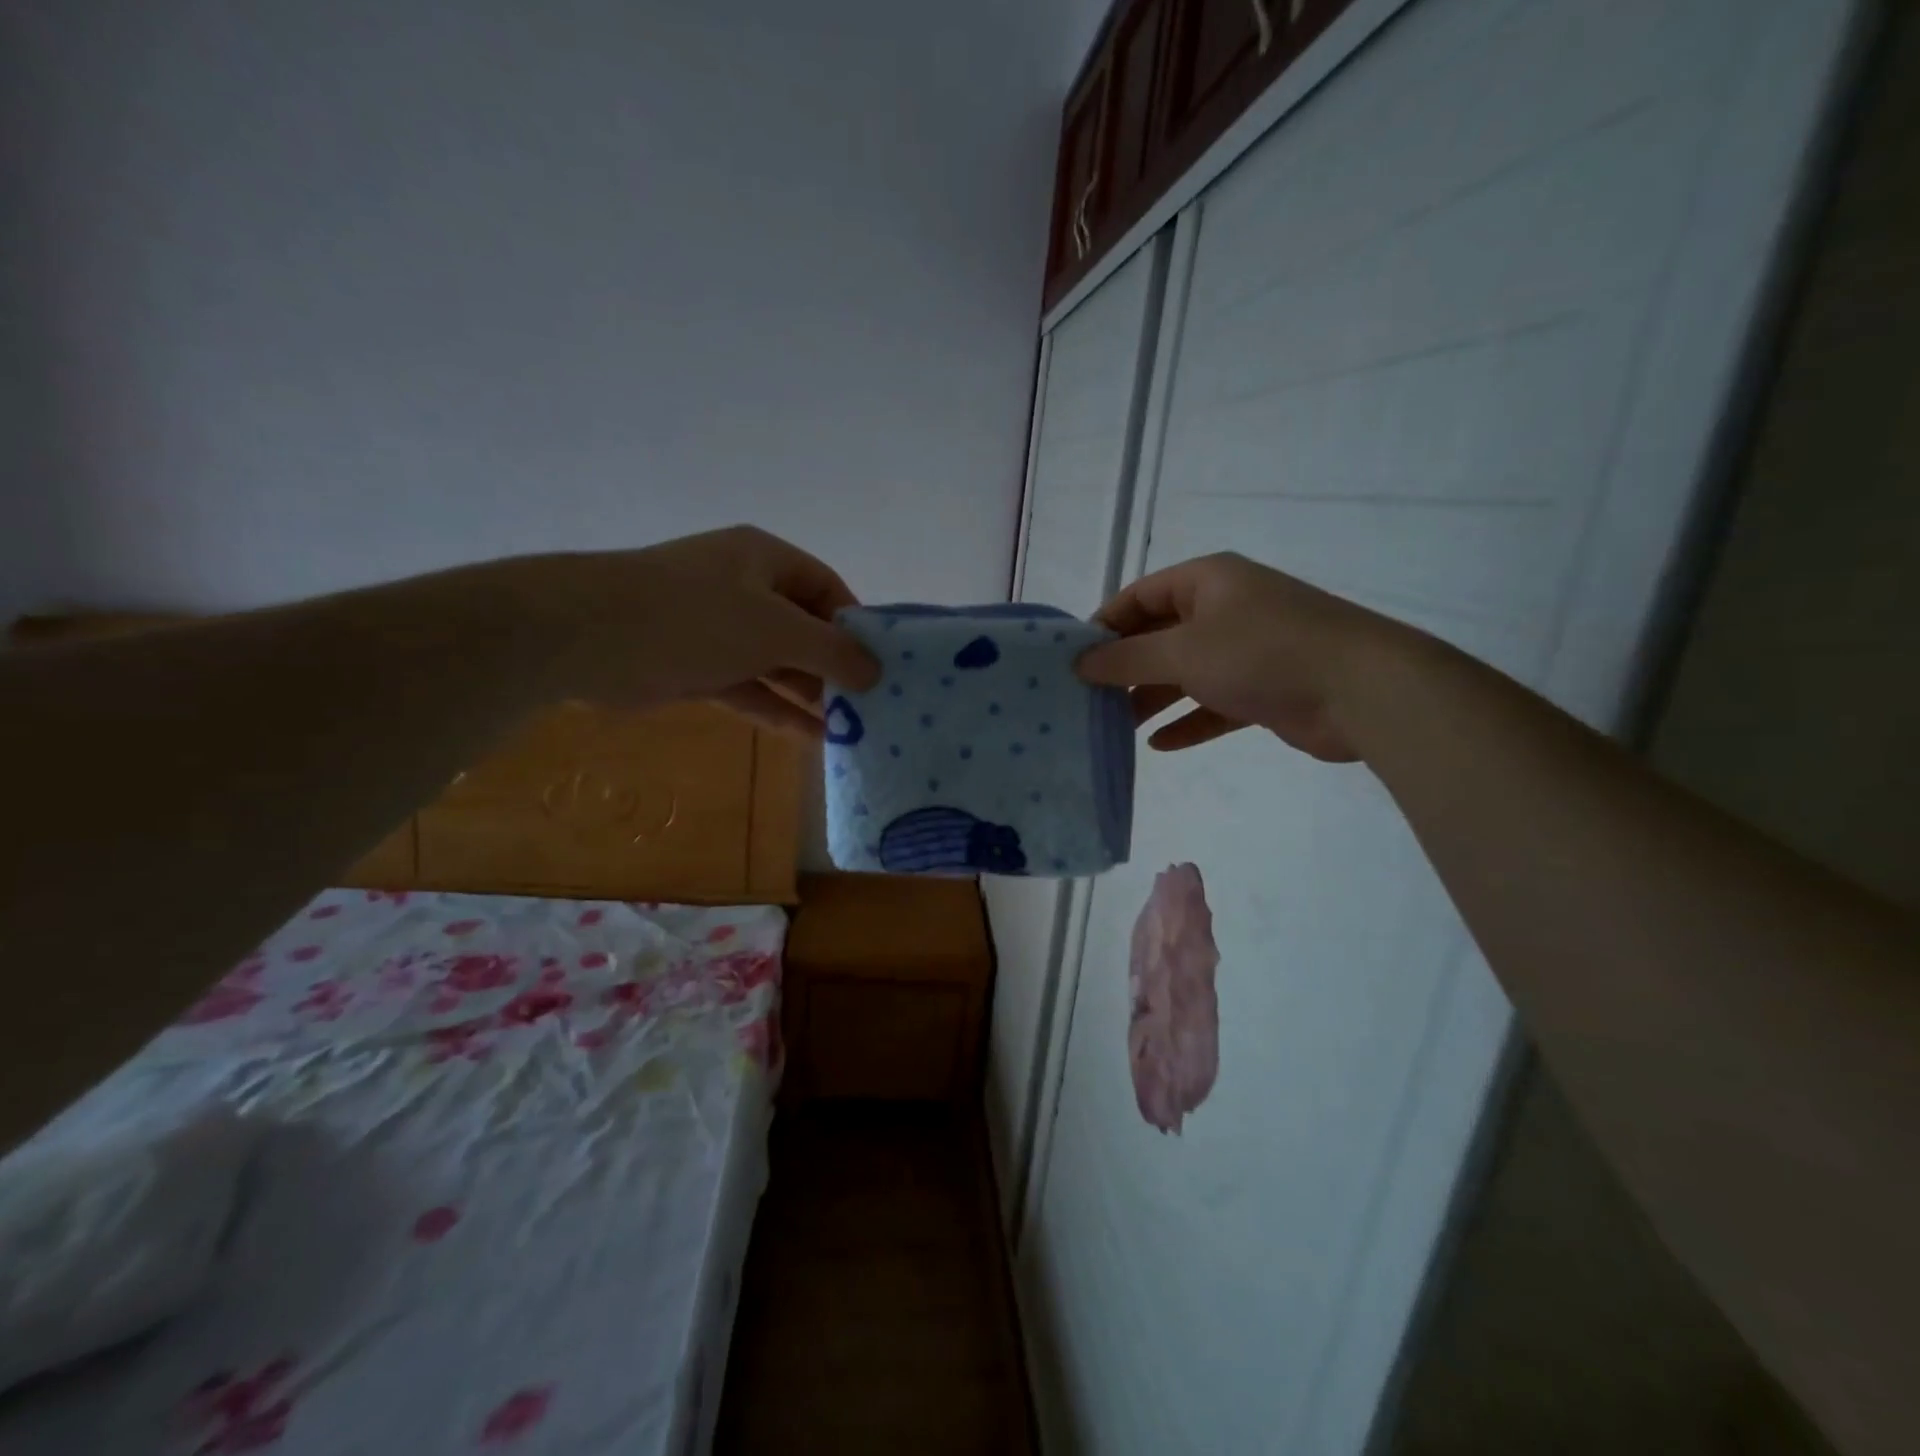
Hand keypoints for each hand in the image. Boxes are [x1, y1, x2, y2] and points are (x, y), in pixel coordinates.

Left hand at [521, 526, 880, 735]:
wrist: (587, 636)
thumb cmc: (695, 616)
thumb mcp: (776, 629)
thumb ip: (831, 650)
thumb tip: (876, 671)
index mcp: (765, 560)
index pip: (827, 588)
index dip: (855, 625)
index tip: (881, 665)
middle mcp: (744, 588)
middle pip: (803, 628)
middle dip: (834, 666)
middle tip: (870, 706)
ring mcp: (717, 629)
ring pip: (776, 663)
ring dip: (809, 694)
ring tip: (850, 728)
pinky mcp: (696, 667)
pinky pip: (749, 688)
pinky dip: (777, 709)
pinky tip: (810, 737)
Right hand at [1076, 552, 1417, 761]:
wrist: (1362, 691)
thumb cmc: (1262, 654)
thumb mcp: (1184, 651)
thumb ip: (1128, 657)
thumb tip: (1080, 662)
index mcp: (1207, 581)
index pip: (1140, 596)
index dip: (1105, 624)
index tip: (1073, 660)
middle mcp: (1226, 609)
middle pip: (1161, 635)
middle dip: (1126, 667)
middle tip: (1088, 699)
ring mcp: (1248, 649)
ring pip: (1186, 672)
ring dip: (1152, 697)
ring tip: (1114, 726)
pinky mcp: (1265, 688)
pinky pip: (1214, 702)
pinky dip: (1188, 720)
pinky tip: (1161, 744)